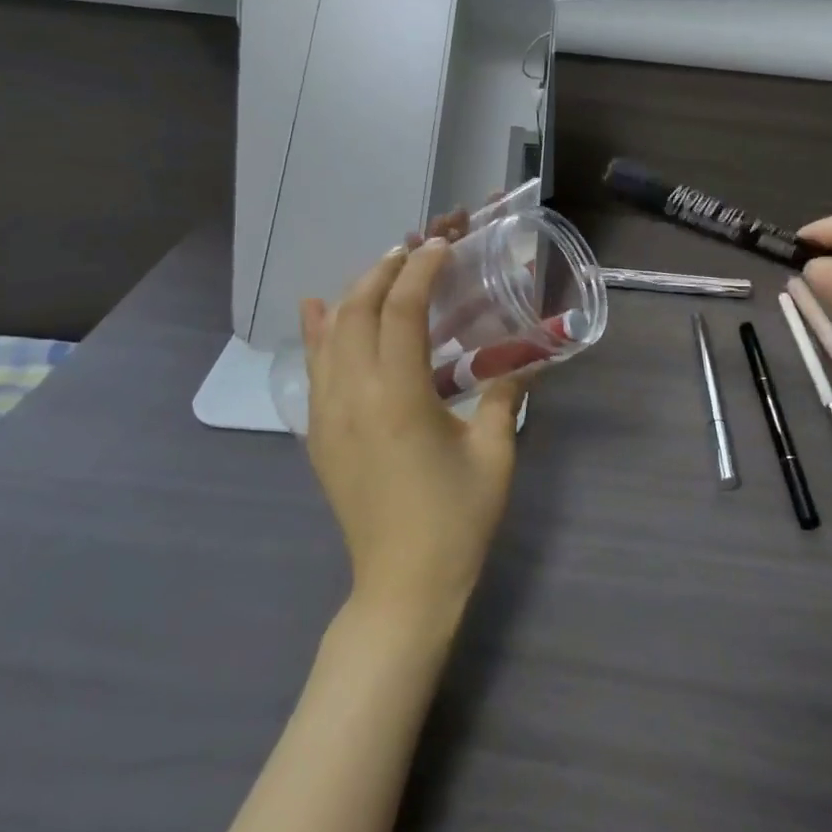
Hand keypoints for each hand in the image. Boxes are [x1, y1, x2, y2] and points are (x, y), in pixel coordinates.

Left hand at [300, 240, 525, 626]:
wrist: (403, 585)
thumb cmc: (456, 519)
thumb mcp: (494, 453)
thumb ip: (503, 397)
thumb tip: (519, 364)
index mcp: (398, 396)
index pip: (402, 310)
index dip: (421, 269)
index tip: (441, 246)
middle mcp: (352, 396)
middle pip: (358, 311)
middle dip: (384, 271)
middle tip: (413, 252)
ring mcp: (326, 417)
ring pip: (328, 335)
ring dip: (354, 295)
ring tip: (380, 274)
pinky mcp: (317, 436)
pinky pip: (312, 370)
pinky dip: (317, 333)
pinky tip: (318, 311)